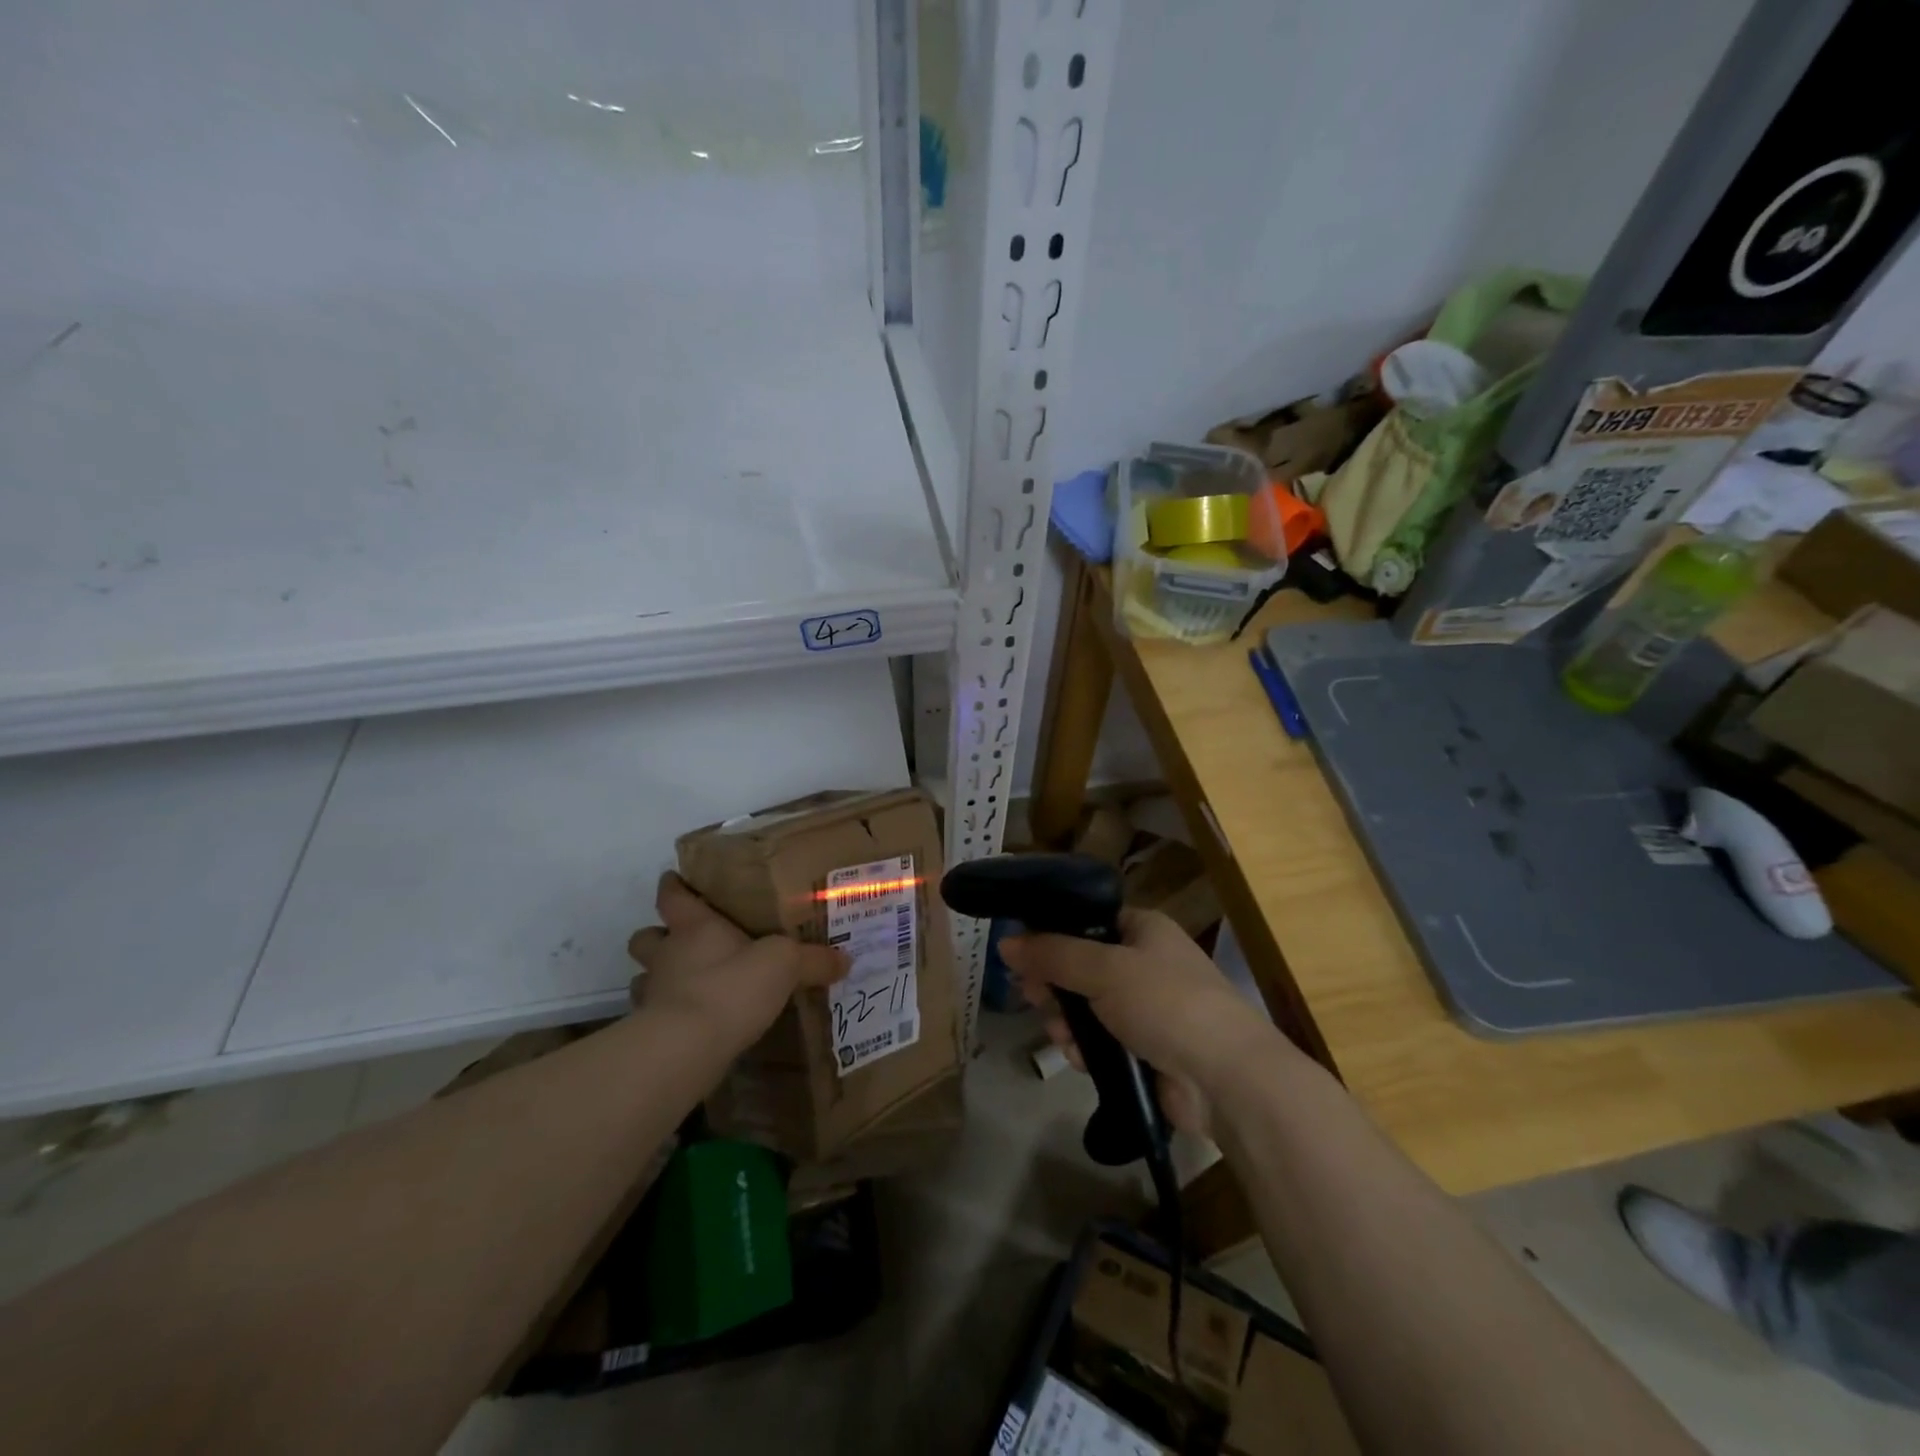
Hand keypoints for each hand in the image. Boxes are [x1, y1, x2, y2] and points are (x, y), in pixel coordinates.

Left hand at [626, 873, 846, 1048]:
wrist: (687, 1048)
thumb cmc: (731, 987)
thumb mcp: (784, 965)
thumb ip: (813, 960)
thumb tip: (846, 959)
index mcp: (694, 927)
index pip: (673, 896)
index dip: (673, 886)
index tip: (675, 879)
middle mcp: (667, 955)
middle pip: (646, 936)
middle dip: (658, 936)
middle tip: (683, 941)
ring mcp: (653, 995)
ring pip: (644, 977)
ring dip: (660, 978)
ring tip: (688, 985)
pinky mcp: (650, 1033)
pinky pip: (655, 1017)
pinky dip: (669, 1018)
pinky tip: (693, 1024)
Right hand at [1000, 907, 1288, 1135]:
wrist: (1224, 1078)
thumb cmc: (1165, 1002)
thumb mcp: (1103, 969)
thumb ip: (1052, 954)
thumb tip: (1005, 943)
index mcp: (1144, 929)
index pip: (1088, 920)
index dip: (1053, 934)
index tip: (1022, 953)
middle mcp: (1146, 963)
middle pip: (1083, 966)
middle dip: (1054, 983)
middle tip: (1030, 996)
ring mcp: (1148, 1009)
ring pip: (1088, 1007)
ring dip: (1067, 1020)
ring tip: (1057, 1033)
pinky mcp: (1146, 1050)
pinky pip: (1102, 1041)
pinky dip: (1087, 1048)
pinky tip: (1078, 1057)